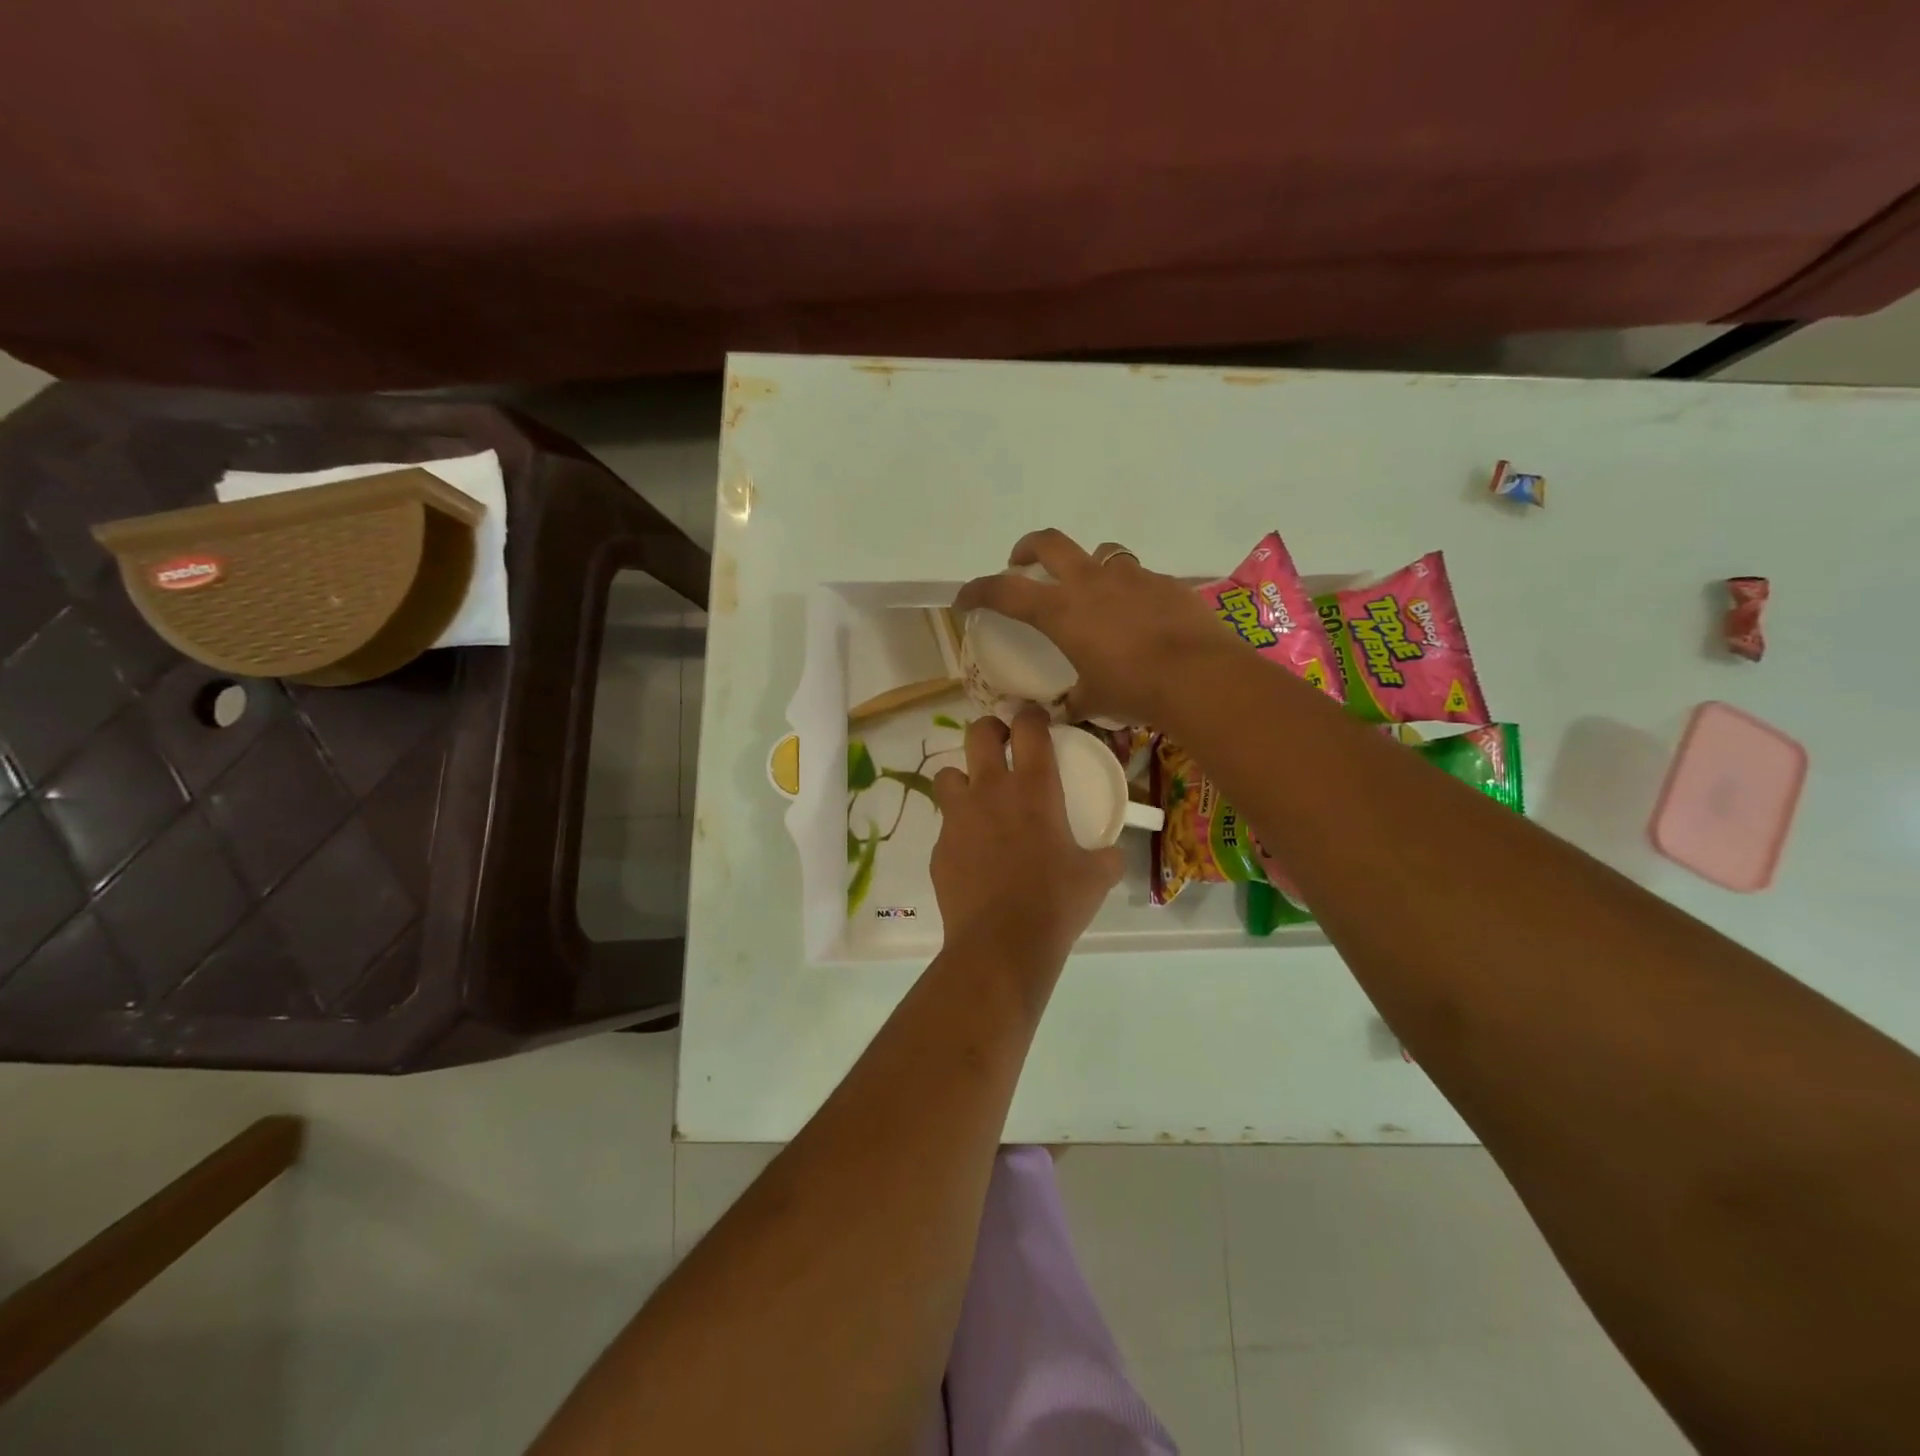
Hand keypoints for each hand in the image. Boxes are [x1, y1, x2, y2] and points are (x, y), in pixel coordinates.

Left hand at [931, 710, 1122, 974]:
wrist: (1000, 944)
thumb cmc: (1055, 904)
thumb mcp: (1095, 878)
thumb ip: (1106, 856)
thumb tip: (1113, 852)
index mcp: (1034, 790)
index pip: (1029, 728)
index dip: (1031, 714)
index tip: (1035, 718)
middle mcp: (991, 791)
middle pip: (979, 733)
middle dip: (990, 730)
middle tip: (1002, 745)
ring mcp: (958, 817)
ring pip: (948, 774)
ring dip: (963, 779)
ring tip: (978, 800)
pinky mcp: (939, 847)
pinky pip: (946, 825)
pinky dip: (959, 830)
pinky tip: (973, 854)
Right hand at [952, 528, 1233, 723]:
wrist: (1200, 676)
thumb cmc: (1134, 689)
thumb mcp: (1094, 700)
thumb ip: (1074, 701)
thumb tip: (1065, 710)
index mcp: (1062, 610)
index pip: (1005, 591)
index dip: (978, 590)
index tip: (964, 598)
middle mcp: (1092, 582)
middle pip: (1049, 543)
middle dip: (1028, 548)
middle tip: (1022, 562)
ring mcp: (1132, 577)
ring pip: (1100, 553)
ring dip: (1086, 565)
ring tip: (1091, 590)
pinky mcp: (1166, 582)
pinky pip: (1139, 576)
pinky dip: (1129, 590)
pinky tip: (1139, 615)